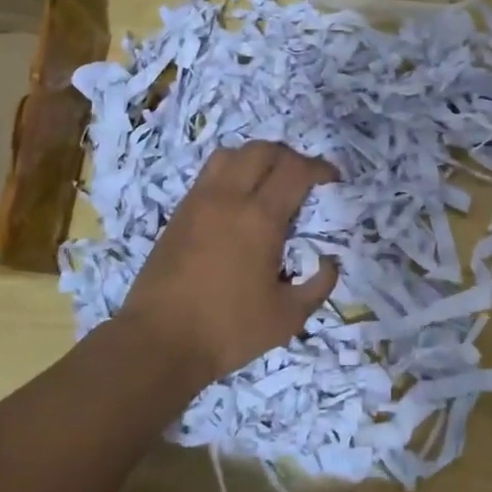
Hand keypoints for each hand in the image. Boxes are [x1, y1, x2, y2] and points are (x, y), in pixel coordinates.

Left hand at [117, 141, 340, 381]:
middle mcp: (228, 198)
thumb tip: (329, 262)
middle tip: (303, 178)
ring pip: (230, 154)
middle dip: (290, 156)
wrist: (159, 342)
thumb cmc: (229, 330)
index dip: (319, 167)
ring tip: (268, 181)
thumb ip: (318, 286)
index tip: (332, 179)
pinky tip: (238, 202)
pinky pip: (209, 174)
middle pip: (262, 150)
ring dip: (256, 158)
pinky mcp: (179, 214)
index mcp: (260, 219)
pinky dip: (231, 173)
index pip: (295, 170)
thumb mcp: (288, 318)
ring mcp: (198, 202)